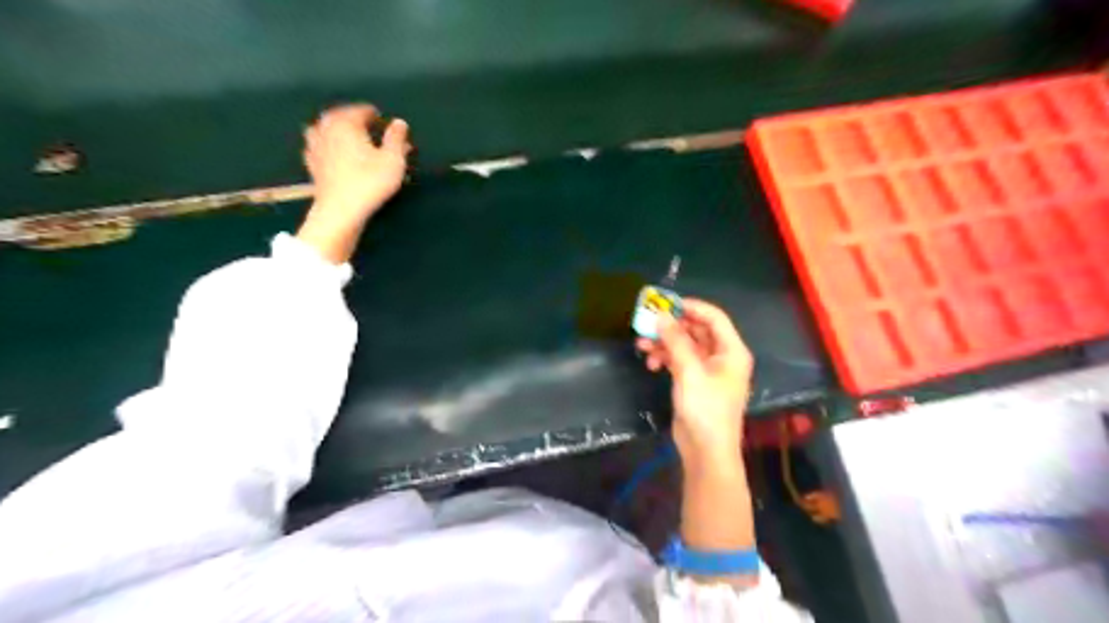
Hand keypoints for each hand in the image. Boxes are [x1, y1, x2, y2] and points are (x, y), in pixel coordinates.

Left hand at [300, 102, 409, 218]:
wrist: (341, 209)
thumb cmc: (370, 182)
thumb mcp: (393, 160)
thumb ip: (396, 138)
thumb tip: (399, 122)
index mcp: (346, 124)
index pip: (359, 110)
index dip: (372, 114)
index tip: (380, 118)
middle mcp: (326, 129)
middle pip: (338, 116)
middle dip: (352, 119)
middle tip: (365, 125)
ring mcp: (315, 146)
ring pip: (323, 129)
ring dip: (335, 129)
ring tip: (347, 135)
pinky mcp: (311, 164)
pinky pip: (317, 146)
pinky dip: (326, 145)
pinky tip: (332, 152)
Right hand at [633, 298, 752, 467]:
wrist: (706, 451)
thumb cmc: (706, 409)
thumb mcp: (690, 371)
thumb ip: (675, 341)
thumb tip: (660, 316)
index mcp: (731, 351)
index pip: (714, 317)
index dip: (691, 307)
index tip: (666, 302)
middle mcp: (721, 356)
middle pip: (696, 330)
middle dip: (672, 326)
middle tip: (647, 322)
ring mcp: (707, 370)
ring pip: (684, 346)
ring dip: (664, 343)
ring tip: (642, 344)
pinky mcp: (693, 382)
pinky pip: (679, 361)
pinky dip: (665, 358)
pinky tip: (650, 364)